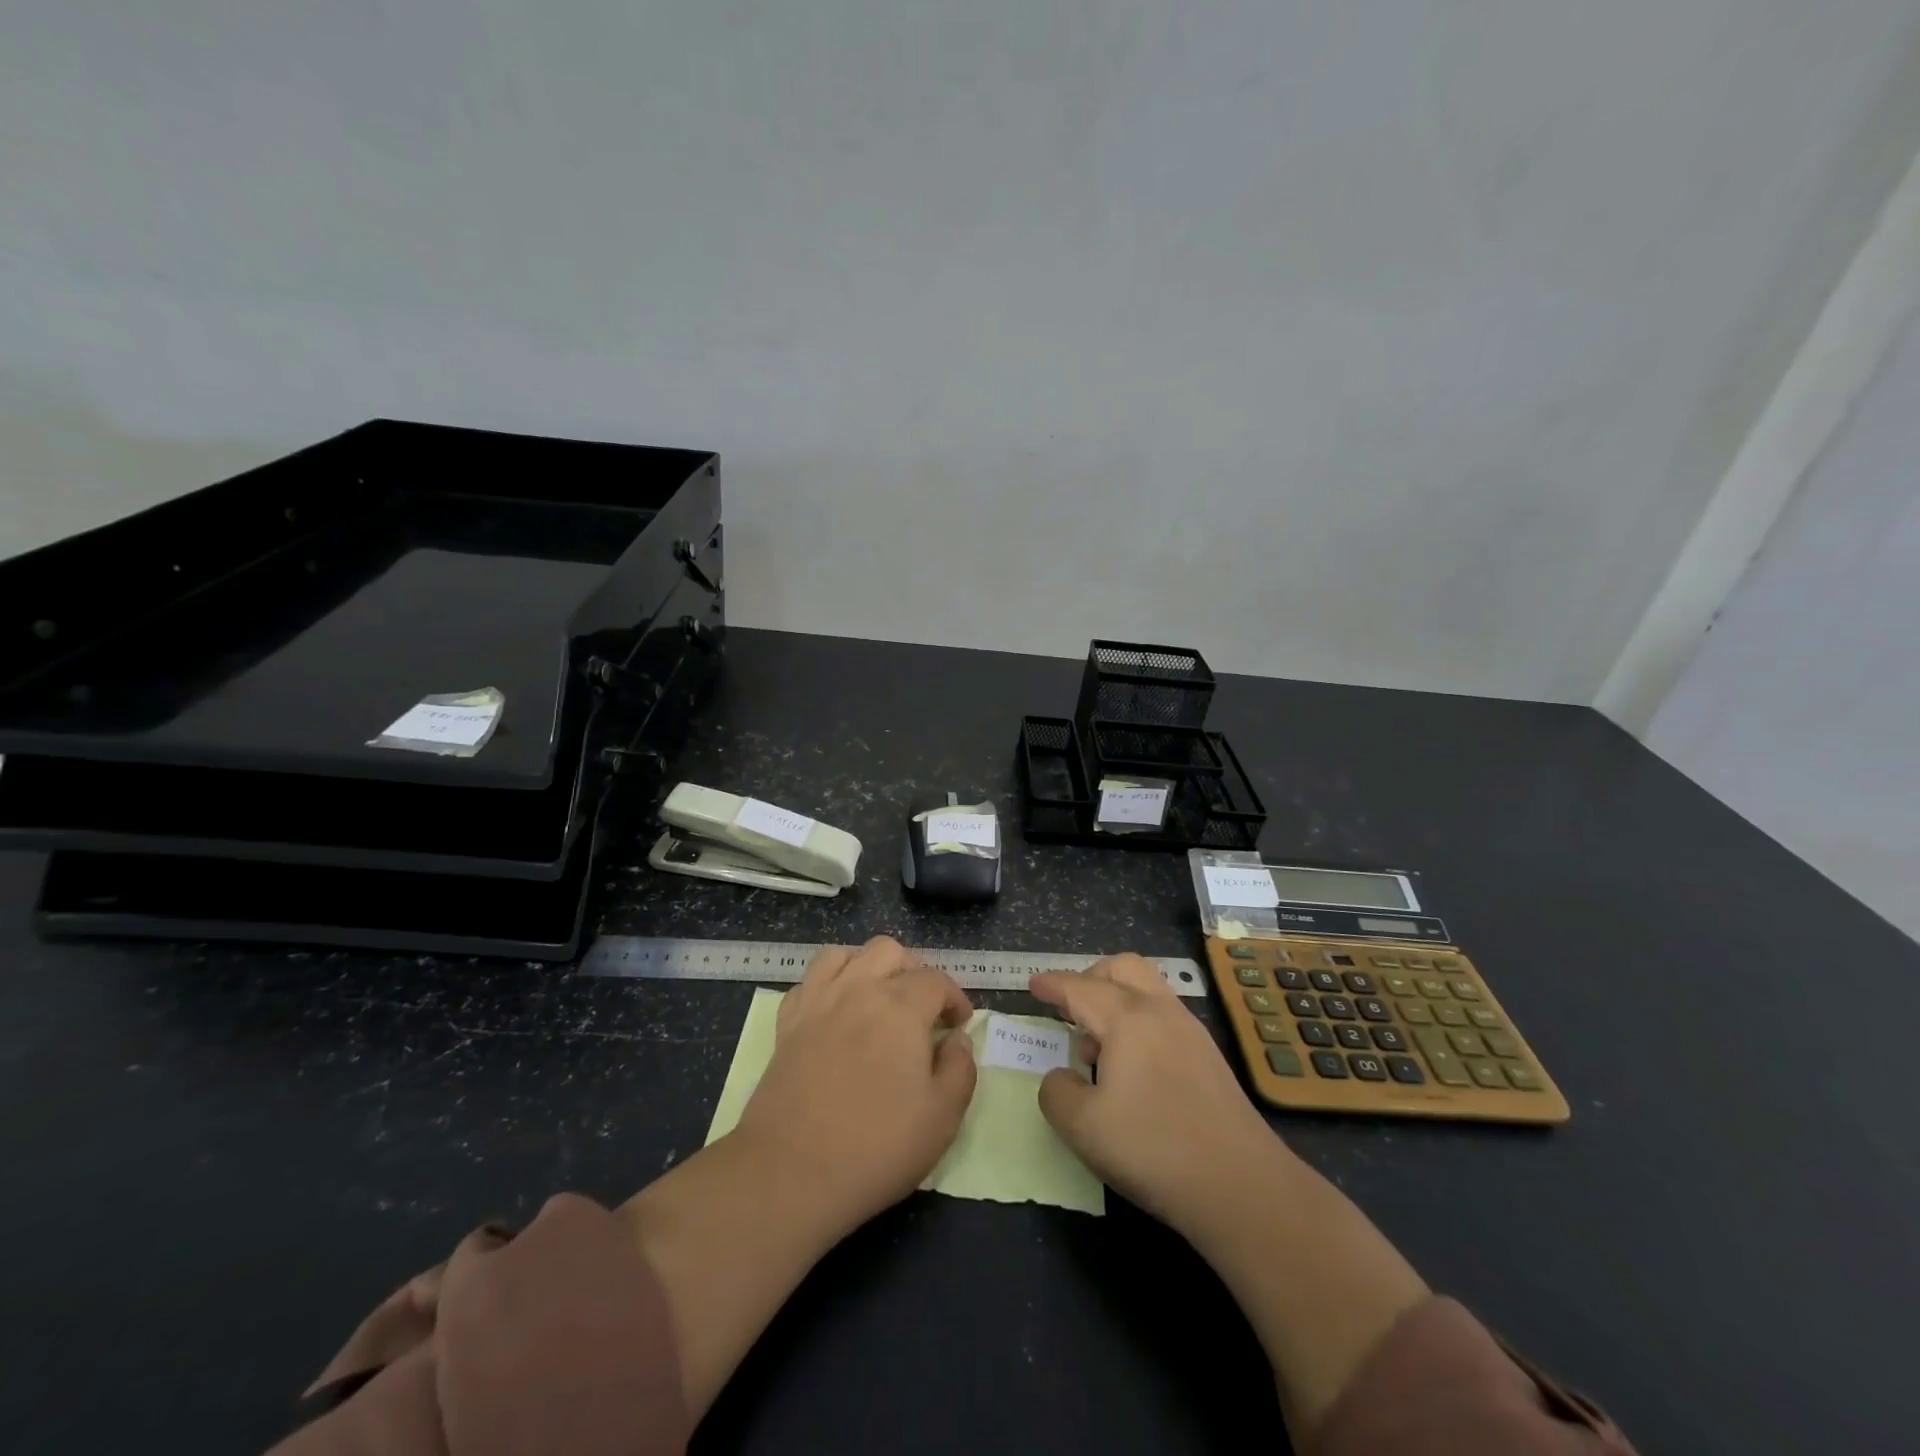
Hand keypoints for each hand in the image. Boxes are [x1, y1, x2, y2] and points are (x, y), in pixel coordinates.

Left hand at [734, 936, 976, 1234]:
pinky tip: (834, 1012)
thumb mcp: (942, 1117)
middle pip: (888, 951)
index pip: (936, 980)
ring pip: (844, 954)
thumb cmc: (876, 1147)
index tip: (959, 1025)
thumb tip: (957, 1039)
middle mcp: (858, 989)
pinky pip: (807, 981)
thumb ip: (960, 1068)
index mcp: (901, 1007)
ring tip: (876, 998)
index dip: (955, 998)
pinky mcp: (787, 1024)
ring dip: (866, 966)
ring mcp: (817, 1002)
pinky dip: (826, 985)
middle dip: (912, 971)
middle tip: (920, 1010)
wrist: (790, 1173)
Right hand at [1030, 953, 1288, 1236]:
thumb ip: (1057, 1092)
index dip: (1053, 984)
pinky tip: (1132, 1069)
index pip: (1080, 988)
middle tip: (1069, 1009)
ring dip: (1117, 1001)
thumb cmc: (1153, 1148)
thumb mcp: (1082, 1126)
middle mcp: (1161, 1012)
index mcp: (1127, 1018)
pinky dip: (1139, 1023)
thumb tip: (1063, 1076)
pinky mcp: (1210, 1059)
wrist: (1242, 1186)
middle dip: (1091, 977)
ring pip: (1148, 990)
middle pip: (1123, 968)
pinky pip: (1164, 1017)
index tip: (1033, 984)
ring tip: (1098, 1049)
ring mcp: (1192, 1033)